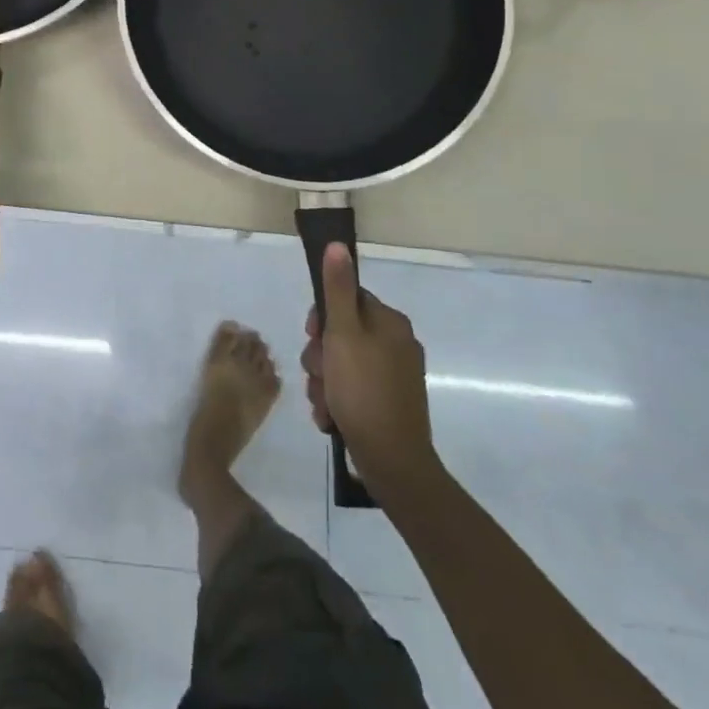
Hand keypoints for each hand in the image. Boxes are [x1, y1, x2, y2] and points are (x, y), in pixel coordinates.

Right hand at [301, 244, 439, 491]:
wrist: (393, 463)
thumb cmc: (363, 392)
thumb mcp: (342, 335)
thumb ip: (337, 290)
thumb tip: (337, 245)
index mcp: (390, 323)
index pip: (346, 299)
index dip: (322, 318)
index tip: (313, 337)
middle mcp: (396, 344)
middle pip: (341, 333)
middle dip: (320, 357)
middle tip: (319, 375)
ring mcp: (394, 376)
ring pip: (341, 364)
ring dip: (324, 381)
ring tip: (324, 403)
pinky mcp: (388, 403)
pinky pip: (352, 389)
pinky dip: (337, 400)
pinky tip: (331, 417)